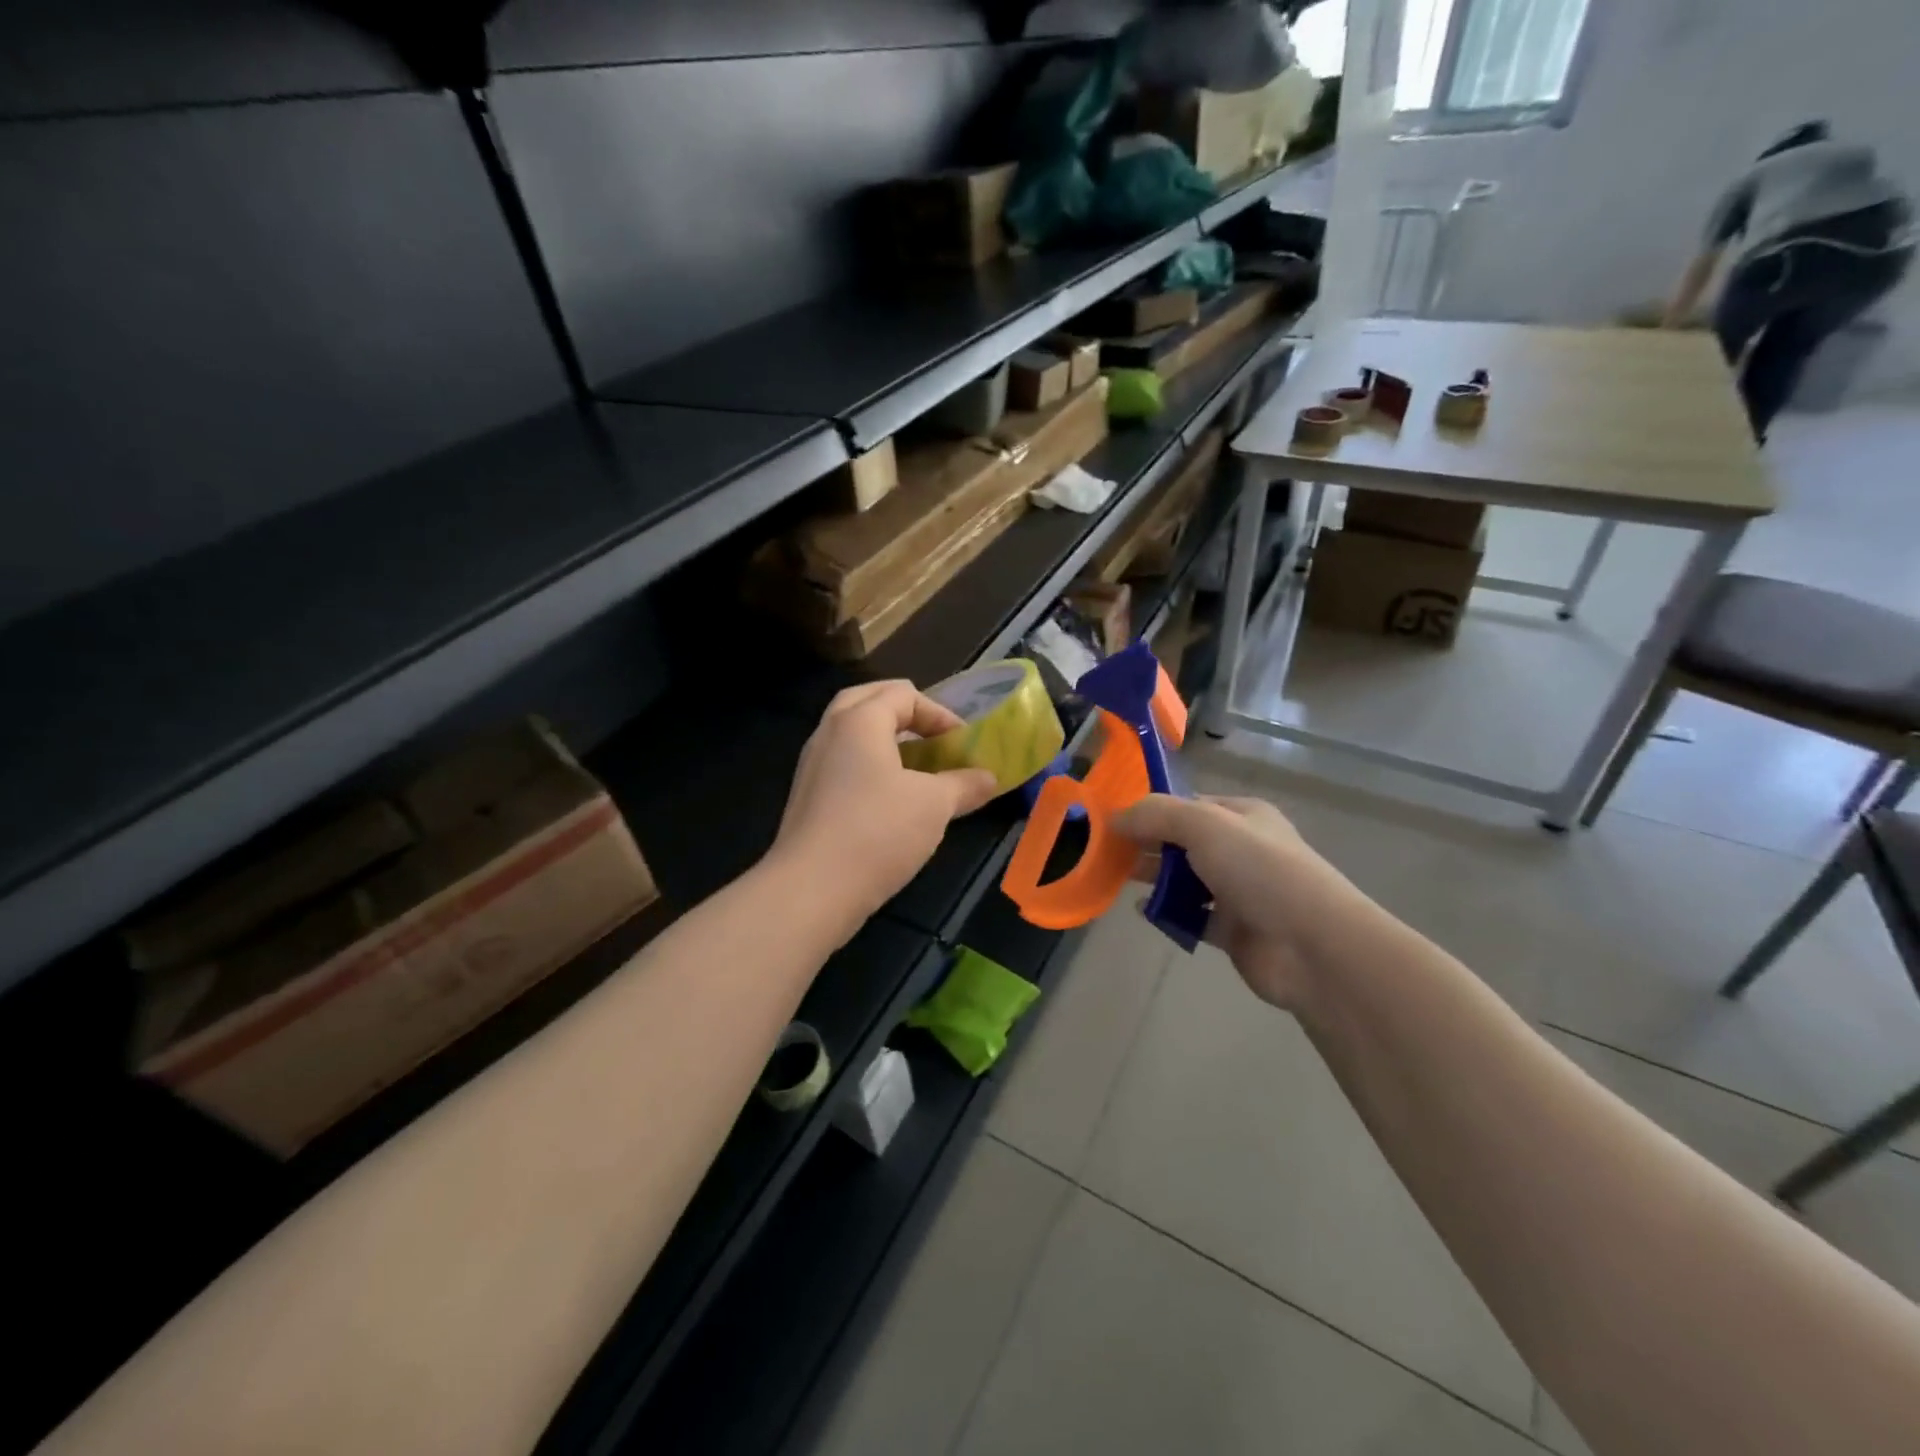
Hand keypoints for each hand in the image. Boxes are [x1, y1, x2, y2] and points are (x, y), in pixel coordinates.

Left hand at [769, 681, 998, 929]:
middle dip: (905, 713)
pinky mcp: (807, 797)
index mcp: (859, 720)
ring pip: (850, 734)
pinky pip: (842, 763)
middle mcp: (829, 732)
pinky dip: (868, 766)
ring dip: (885, 740)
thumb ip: (964, 785)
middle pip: (868, 701)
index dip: (938, 713)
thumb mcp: (934, 805)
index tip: (962, 743)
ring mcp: (812, 765)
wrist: (812, 888)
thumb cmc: (878, 831)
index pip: (902, 693)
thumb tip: (990, 778)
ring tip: (916, 766)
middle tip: (932, 736)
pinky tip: (890, 798)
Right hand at [1116, 794, 1380, 1009]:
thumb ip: (1156, 815)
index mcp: (1242, 816)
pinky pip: (1191, 916)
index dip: (1150, 810)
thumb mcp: (1204, 825)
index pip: (1188, 805)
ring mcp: (1239, 891)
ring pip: (1185, 880)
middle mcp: (1241, 849)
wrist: (1312, 945)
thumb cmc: (1260, 871)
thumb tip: (1115, 817)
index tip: (1112, 821)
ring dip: (1155, 879)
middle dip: (1147, 845)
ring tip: (1118, 880)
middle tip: (1106, 853)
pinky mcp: (1234, 930)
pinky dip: (1168, 913)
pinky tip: (1144, 911)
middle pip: (1183, 842)